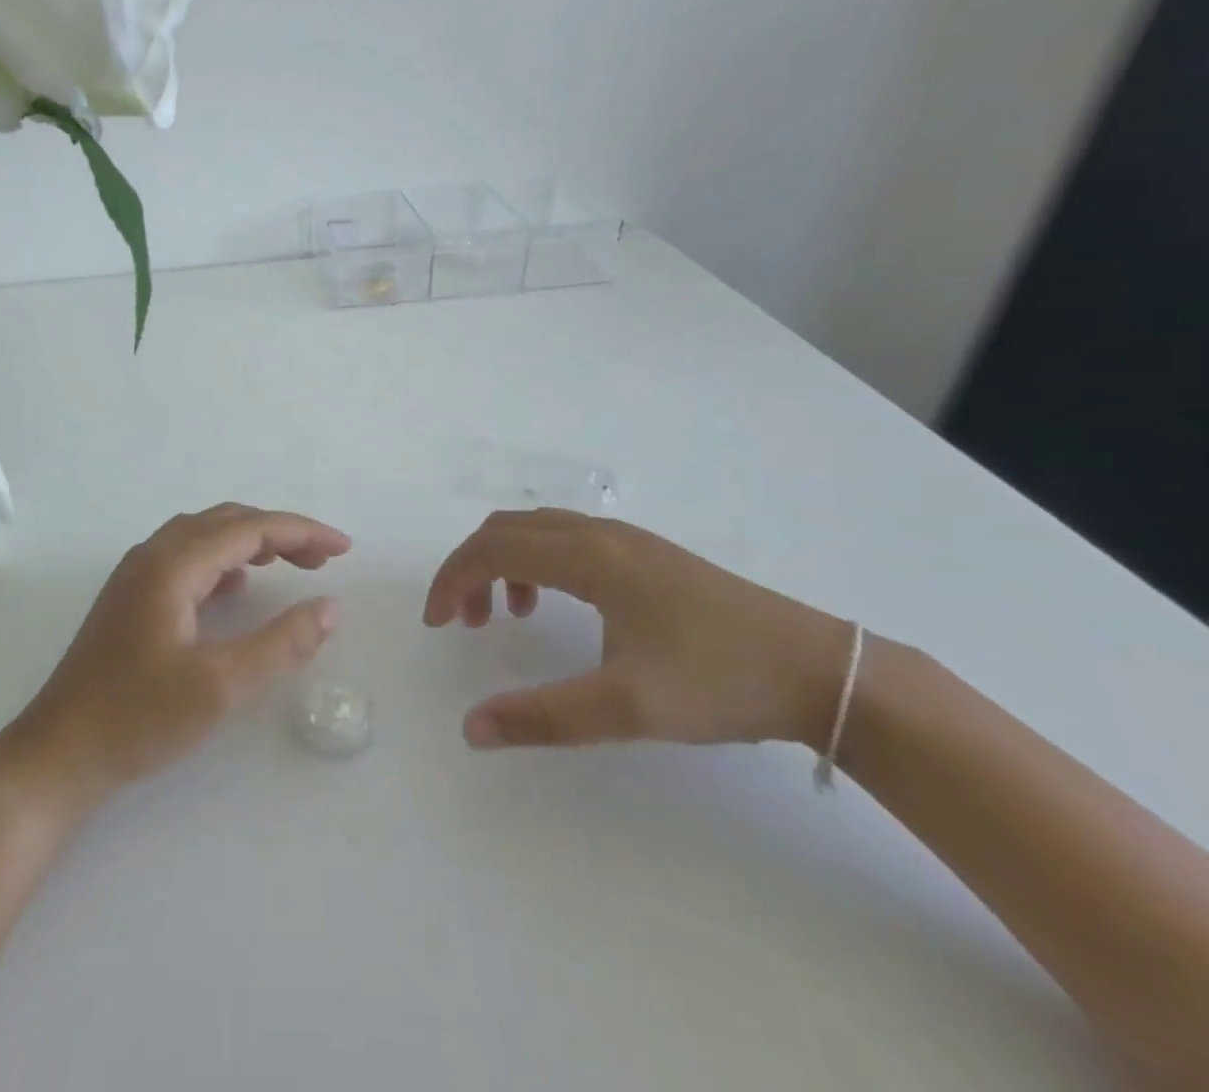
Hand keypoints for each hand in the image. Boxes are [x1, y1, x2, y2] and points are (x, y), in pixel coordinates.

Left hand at [11, 504, 349, 800]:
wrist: (57, 755)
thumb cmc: (137, 718)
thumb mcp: (219, 685)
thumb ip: (279, 643)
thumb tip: (330, 608)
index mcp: (171, 564)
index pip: (248, 528)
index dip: (301, 531)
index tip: (343, 548)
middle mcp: (152, 556)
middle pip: (226, 522)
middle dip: (278, 533)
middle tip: (322, 559)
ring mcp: (136, 576)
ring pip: (204, 537)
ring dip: (250, 543)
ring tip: (289, 565)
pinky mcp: (130, 599)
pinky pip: (186, 559)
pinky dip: (222, 562)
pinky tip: (236, 588)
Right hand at [424, 509, 851, 750]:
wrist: (820, 671)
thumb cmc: (718, 680)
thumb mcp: (626, 706)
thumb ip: (542, 717)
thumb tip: (470, 728)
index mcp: (588, 556)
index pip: (492, 548)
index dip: (452, 579)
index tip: (436, 623)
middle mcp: (600, 534)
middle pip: (507, 528)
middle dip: (471, 567)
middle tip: (463, 621)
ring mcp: (627, 539)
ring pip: (537, 531)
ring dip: (504, 563)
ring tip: (508, 616)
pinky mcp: (648, 555)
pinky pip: (567, 541)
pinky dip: (538, 564)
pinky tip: (559, 607)